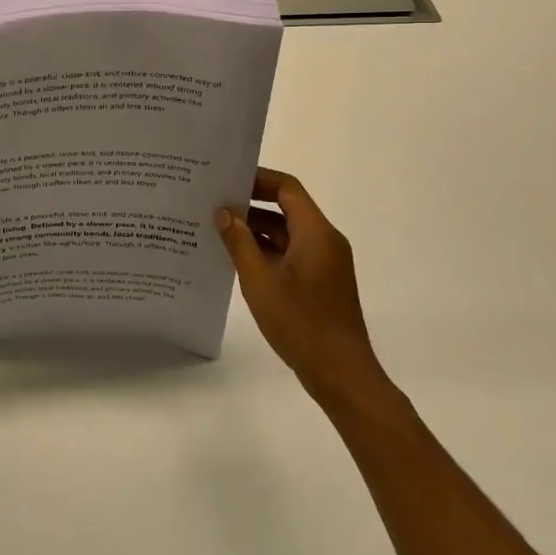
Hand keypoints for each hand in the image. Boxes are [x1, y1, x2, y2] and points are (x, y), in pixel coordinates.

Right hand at [216, 167, 380, 401]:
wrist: (341, 375)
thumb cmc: (301, 322)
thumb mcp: (260, 281)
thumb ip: (240, 242)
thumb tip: (223, 212)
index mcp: (316, 232)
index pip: (287, 188)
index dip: (257, 179)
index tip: (226, 180)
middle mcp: (324, 241)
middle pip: (287, 208)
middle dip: (251, 204)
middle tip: (214, 202)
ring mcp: (324, 262)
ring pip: (287, 232)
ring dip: (256, 229)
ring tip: (217, 228)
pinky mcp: (320, 282)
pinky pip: (291, 253)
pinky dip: (266, 250)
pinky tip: (237, 258)